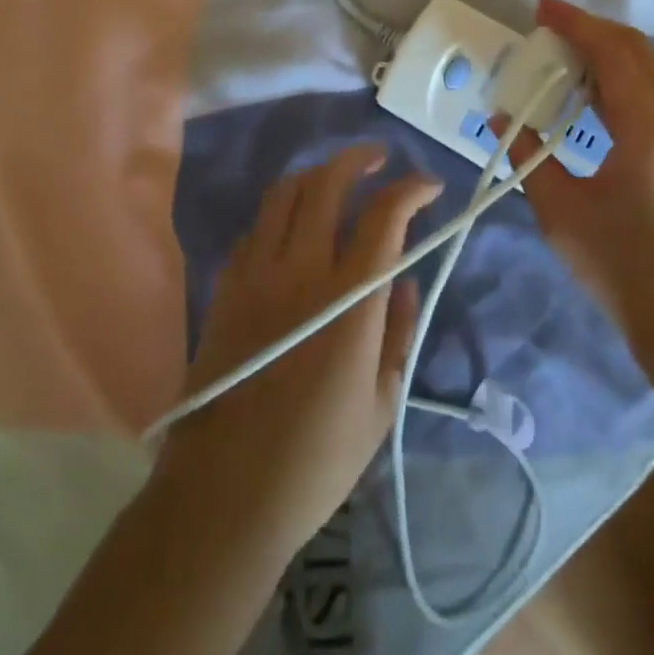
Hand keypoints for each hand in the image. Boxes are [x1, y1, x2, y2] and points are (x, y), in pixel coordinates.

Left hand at [156, 146, 439, 559]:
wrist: (224, 497)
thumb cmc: (316, 459)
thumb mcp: (381, 403)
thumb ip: (398, 331)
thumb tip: (404, 280)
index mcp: (348, 300)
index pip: (384, 215)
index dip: (411, 189)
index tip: (429, 186)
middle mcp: (300, 270)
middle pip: (327, 183)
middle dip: (359, 159)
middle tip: (380, 158)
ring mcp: (255, 274)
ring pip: (284, 194)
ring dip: (316, 174)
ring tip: (337, 179)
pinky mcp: (225, 288)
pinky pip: (255, 228)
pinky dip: (281, 213)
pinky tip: (293, 230)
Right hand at [498, 0, 653, 322]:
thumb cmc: (620, 266)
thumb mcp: (560, 210)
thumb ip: (530, 156)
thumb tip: (501, 120)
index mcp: (649, 129)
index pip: (613, 54)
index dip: (576, 24)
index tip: (541, 8)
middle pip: (638, 52)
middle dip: (592, 29)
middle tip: (548, 24)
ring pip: (649, 71)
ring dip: (608, 52)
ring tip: (563, 52)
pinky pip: (652, 94)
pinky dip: (620, 78)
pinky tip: (590, 93)